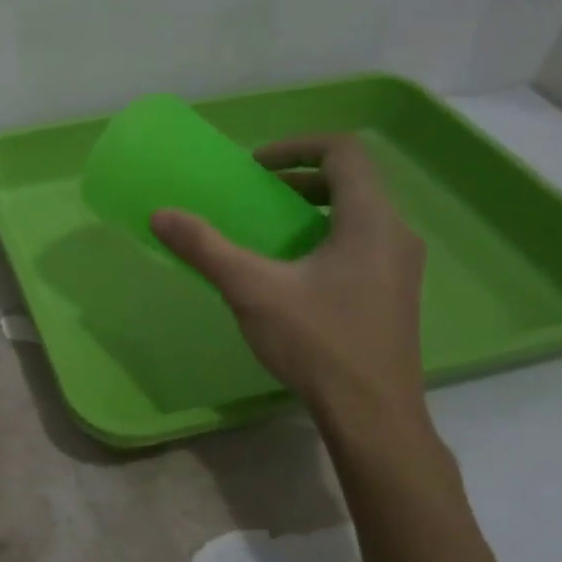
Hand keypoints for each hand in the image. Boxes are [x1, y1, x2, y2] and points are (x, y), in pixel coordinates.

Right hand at [151, 134, 426, 422]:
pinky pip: (361, 245)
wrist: (372, 415)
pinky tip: (293, 275)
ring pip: (358, 215)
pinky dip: (326, 238)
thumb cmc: (318, 343)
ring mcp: (400, 267)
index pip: (343, 151)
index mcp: (370, 219)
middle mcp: (395, 234)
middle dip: (299, 179)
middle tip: (257, 195)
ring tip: (270, 231)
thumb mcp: (252, 290)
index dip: (296, 146)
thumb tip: (161, 215)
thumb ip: (206, 248)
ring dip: (312, 210)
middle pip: (352, 181)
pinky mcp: (394, 295)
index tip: (254, 166)